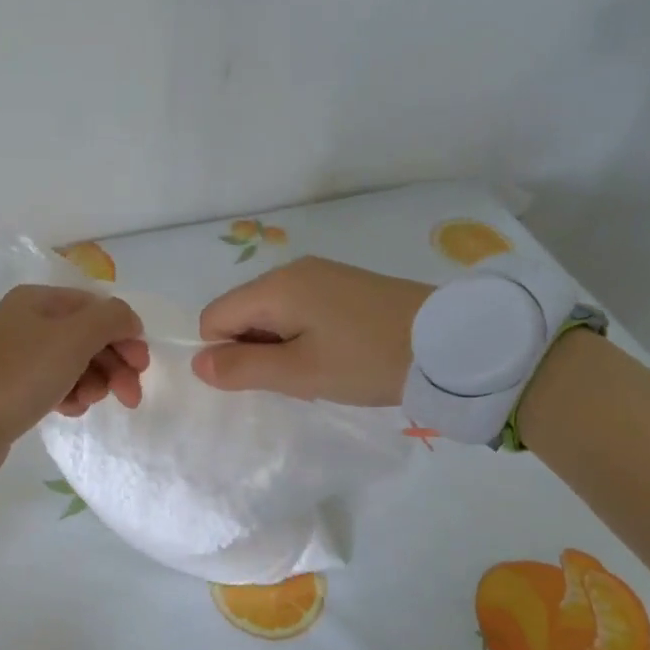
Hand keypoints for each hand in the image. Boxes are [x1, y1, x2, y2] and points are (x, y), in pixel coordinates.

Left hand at [0, 286, 148, 473]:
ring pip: (74, 363)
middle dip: (114, 365)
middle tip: (130, 396)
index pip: (96, 308)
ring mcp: (18, 355)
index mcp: (38, 300)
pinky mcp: (14, 386)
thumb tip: (129, 319)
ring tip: (88, 402)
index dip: (124, 334)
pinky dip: (69, 395)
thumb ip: (111, 320)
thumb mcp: (73, 339)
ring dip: (93, 382)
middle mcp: (27, 321)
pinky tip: (68, 410)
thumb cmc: (20, 375)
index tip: (141, 366)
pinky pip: (55, 384)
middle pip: (88, 336)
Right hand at [193, 256, 432, 405]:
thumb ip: (242, 368)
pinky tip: (336, 355)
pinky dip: (304, 336)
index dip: (224, 353)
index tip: (264, 378)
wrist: (451, 343)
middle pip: (241, 313)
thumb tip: (197, 363)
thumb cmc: (368, 359)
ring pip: (271, 314)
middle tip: (295, 378)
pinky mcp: (344, 285)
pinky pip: (300, 310)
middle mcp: (291, 270)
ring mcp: (320, 275)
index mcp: (275, 287)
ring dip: (280, 347)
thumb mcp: (300, 373)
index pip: (213, 317)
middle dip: (254, 350)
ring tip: (319, 369)